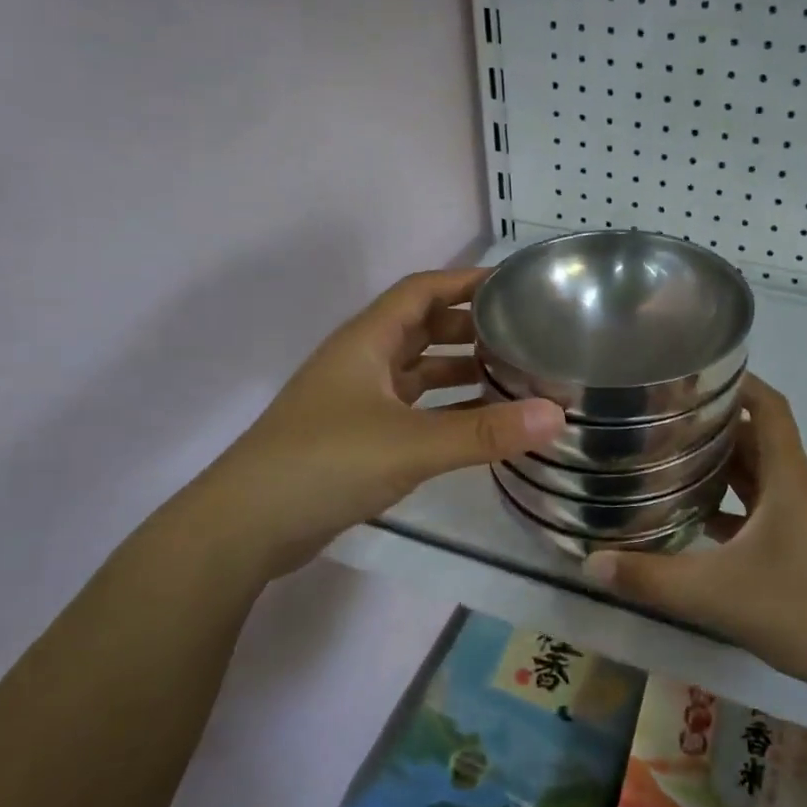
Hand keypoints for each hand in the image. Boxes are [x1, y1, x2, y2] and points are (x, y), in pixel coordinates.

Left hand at [203, 268, 564, 580]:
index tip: (515, 284)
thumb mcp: (411, 444)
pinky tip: (480, 425)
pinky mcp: (358, 438)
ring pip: (418, 372)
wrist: (247, 525)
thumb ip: (485, 432)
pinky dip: (446, 411)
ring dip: (459, 370)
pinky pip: (413, 410)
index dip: (466, 281)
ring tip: (513, 375)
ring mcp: (357, 401)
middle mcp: (362, 362)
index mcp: (367, 341)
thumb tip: (558, 415)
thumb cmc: (325, 463)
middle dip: (471, 326)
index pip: (422, 290)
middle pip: (422, 327)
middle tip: (524, 334)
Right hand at [582, 375, 806, 691]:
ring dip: (720, 464)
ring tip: (669, 458)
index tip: (696, 374)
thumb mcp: (715, 593)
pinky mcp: (798, 548)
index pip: (770, 409)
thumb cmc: (800, 609)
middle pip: (757, 439)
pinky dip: (728, 504)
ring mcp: (799, 521)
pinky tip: (692, 518)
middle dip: (715, 423)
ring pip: (757, 476)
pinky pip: (758, 510)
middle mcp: (796, 490)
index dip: (740, 383)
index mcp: (788, 480)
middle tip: (662, 418)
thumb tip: (591, 561)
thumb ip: (651, 577)